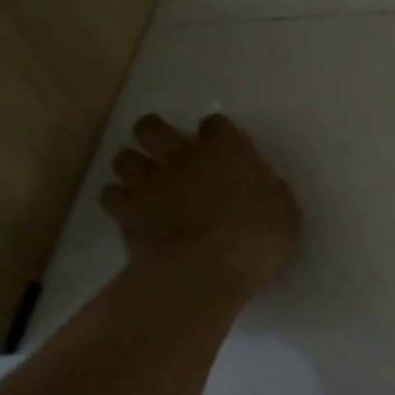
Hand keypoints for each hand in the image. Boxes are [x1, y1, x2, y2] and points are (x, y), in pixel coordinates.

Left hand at [100, 113, 299, 290]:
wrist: (205, 270)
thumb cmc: (257, 238)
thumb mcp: (283, 213)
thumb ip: (269, 193)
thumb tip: (264, 189)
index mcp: (227, 150)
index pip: (215, 124)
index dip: (215, 133)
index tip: (220, 146)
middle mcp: (183, 157)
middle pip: (152, 128)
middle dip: (155, 134)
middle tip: (165, 150)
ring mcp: (150, 184)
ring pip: (124, 159)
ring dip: (132, 166)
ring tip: (143, 181)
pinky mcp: (126, 214)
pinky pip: (111, 195)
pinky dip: (118, 199)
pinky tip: (130, 210)